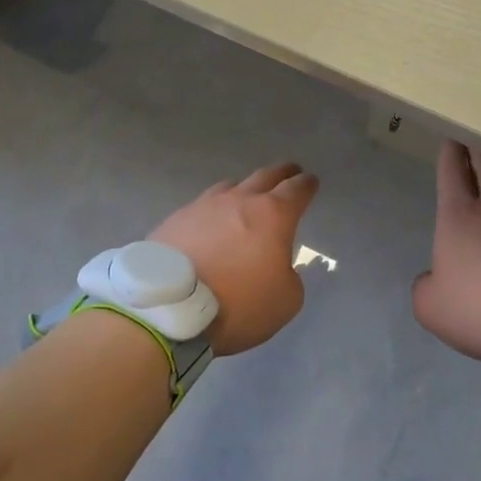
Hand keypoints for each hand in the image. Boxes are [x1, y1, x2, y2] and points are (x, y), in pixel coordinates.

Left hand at [148, 163, 319, 356]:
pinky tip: (210, 223)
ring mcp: (204, 206)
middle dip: (281, 174)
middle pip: (265, 176)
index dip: (307, 185)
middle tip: (289, 172)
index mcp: (273, 215)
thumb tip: (276, 266)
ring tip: (246, 197)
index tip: (311, 182)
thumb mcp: (286, 300)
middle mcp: (239, 200)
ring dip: (244, 189)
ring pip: (230, 186)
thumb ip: (289, 275)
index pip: (297, 190)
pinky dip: (213, 211)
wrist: (169, 308)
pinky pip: (202, 206)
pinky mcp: (176, 219)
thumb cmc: (238, 303)